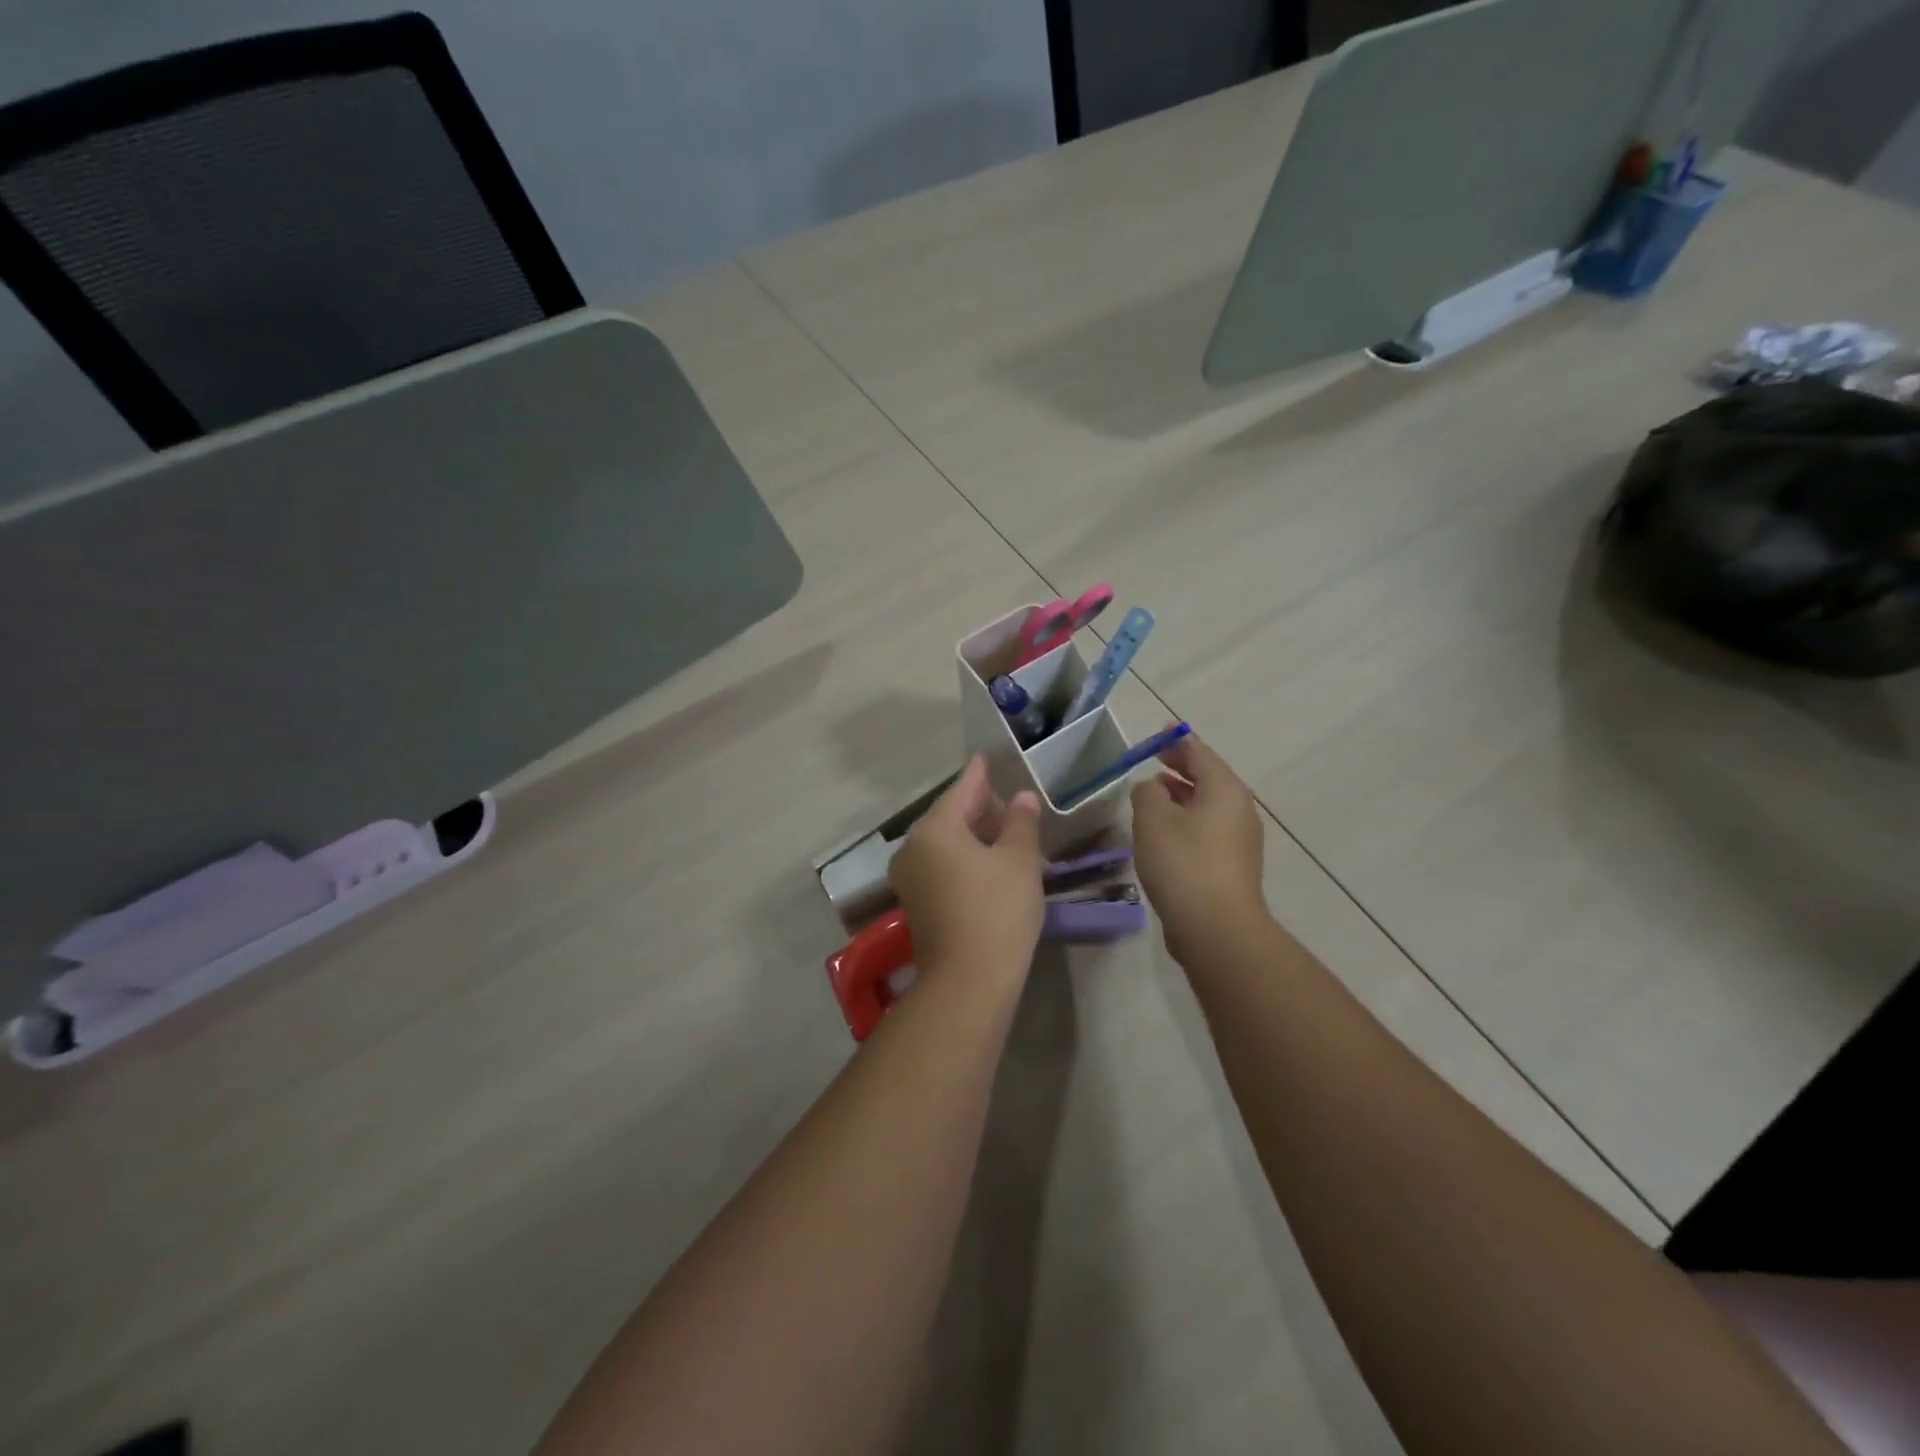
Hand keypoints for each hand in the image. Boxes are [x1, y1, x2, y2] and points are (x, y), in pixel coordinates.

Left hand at [889, 756, 1044, 991]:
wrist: (968, 982)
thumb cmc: (997, 910)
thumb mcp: (1018, 860)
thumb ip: (1020, 823)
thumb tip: (1021, 798)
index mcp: (934, 829)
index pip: (960, 791)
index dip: (978, 775)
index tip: (984, 758)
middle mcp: (913, 848)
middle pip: (948, 817)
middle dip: (978, 807)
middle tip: (1005, 798)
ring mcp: (910, 879)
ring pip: (944, 843)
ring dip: (972, 834)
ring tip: (1004, 829)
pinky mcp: (917, 904)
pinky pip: (941, 865)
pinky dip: (964, 857)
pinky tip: (988, 861)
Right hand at [1130, 731, 1268, 962]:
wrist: (1216, 928)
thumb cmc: (1183, 863)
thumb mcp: (1153, 819)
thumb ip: (1147, 793)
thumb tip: (1151, 789)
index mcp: (1224, 790)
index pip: (1200, 753)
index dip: (1179, 741)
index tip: (1163, 730)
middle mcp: (1239, 809)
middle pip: (1209, 778)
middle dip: (1182, 767)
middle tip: (1156, 758)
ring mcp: (1239, 840)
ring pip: (1208, 805)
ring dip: (1182, 795)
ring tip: (1154, 792)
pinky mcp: (1231, 866)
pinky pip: (1207, 828)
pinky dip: (1187, 819)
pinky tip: (1165, 831)